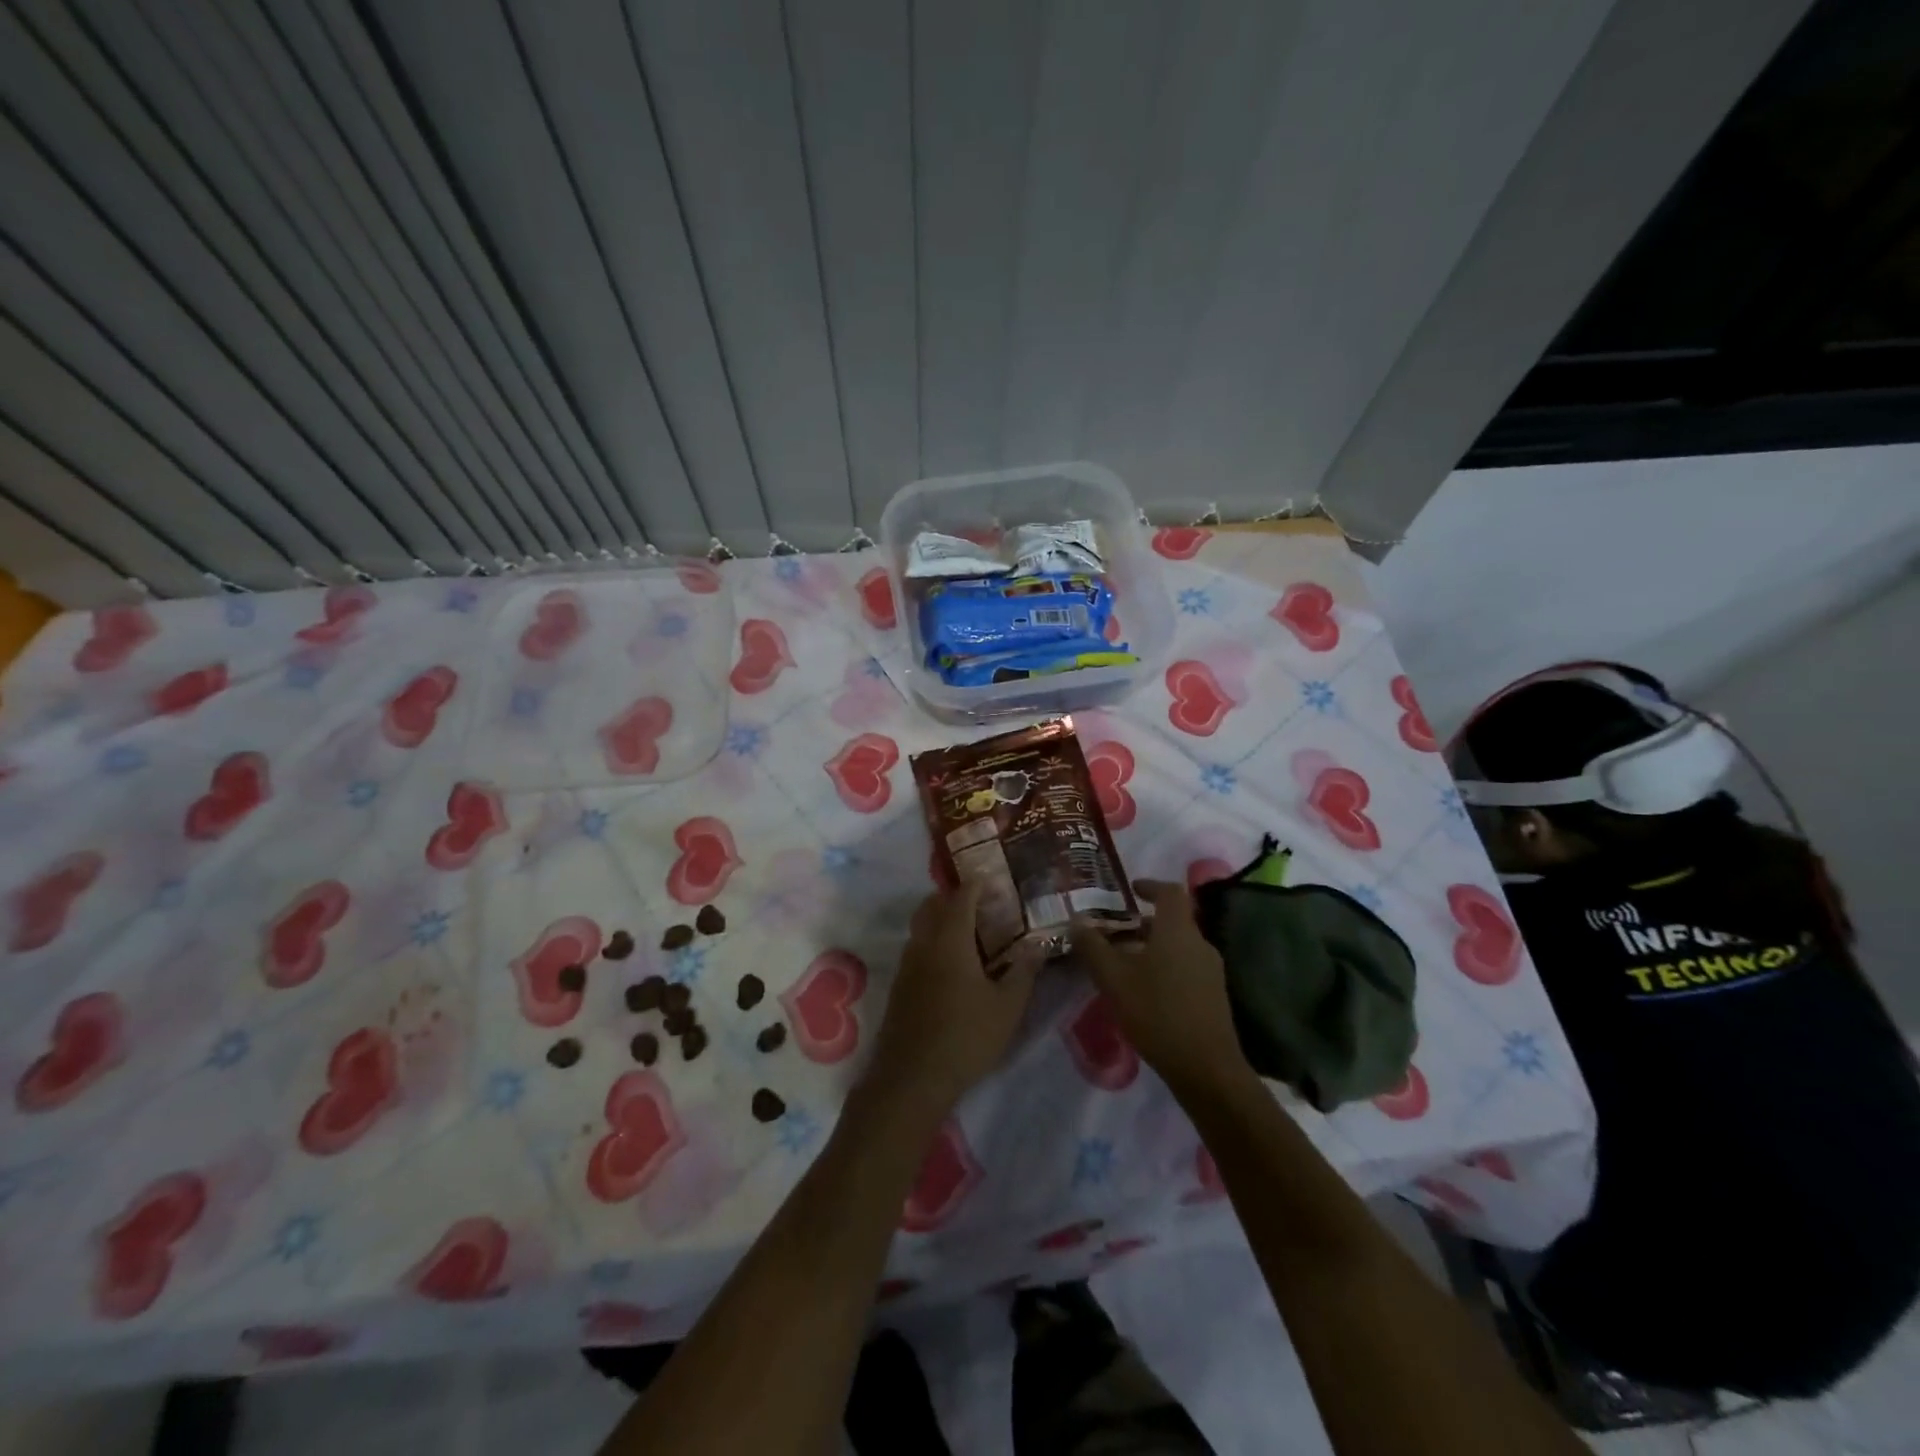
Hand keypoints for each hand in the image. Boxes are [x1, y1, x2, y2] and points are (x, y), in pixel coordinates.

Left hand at [865, 884, 1042, 1114]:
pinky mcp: (899, 985)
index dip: (976, 885)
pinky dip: (932, 941)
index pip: (961, 898)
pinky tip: (951, 964)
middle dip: (953, 897)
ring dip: (940, 918)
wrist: (912, 1077)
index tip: (992, 880)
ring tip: (968, 932)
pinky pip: (916, 947)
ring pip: (921, 926)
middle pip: (932, 905)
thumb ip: (1024, 971)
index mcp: (951, 941)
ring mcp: (907, 964)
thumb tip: (1039, 944)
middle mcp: (924, 944)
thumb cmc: (966, 1037)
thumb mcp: (1007, 1007)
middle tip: (980, 903)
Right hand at [1072, 880, 1251, 1100]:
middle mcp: (1199, 943)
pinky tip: (1144, 991)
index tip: (1130, 890)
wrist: (1206, 1068)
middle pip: (1172, 921)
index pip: (1170, 892)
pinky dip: (1164, 967)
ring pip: (1178, 946)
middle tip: (1114, 932)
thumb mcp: (1114, 979)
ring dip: (1152, 947)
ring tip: (1123, 963)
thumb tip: (1077, 921)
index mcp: (1178, 930)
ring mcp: (1210, 971)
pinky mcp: (1213, 995)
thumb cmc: (1157, 1012)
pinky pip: (1185, 967)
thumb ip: (1093, 947)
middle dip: (1143, 923)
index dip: (1150, 885)